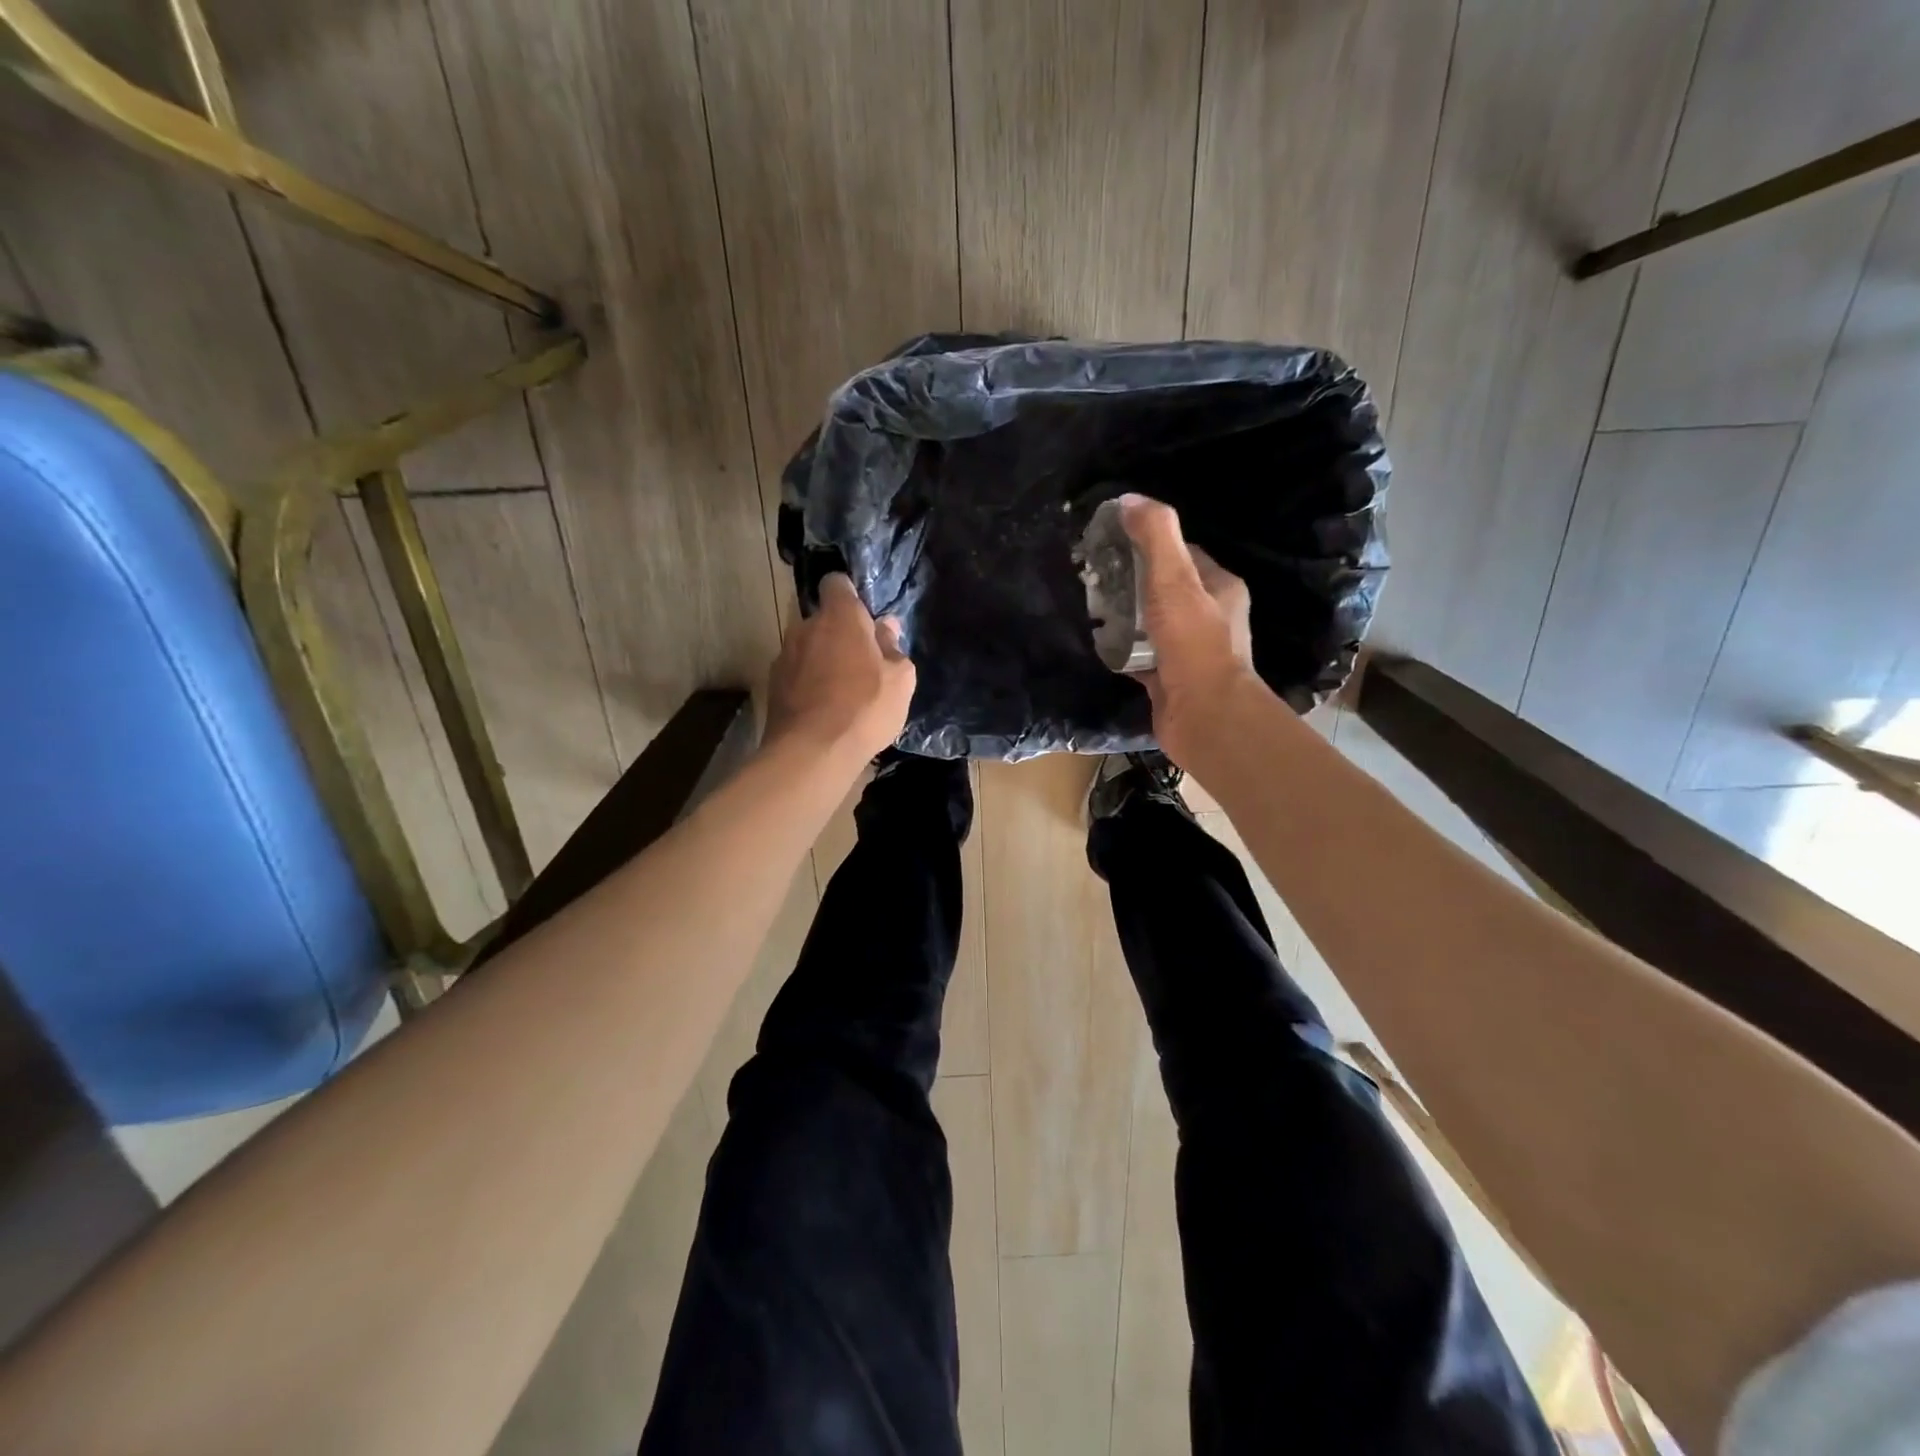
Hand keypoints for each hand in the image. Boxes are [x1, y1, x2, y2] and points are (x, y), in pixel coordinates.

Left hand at [765, 573, 916, 763]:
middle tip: (863, 664)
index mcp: (840, 617)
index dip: (850, 596)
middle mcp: (805, 627)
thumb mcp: (900, 680)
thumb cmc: (865, 708)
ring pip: (809, 648)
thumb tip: (886, 628)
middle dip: (841, 635)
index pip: (837, 583)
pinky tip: (824, 710)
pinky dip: (809, 684)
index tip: (865, 619)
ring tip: (843, 692)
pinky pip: (797, 674)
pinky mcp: (772, 685)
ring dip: (824, 661)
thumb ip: (893, 648)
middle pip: (824, 620)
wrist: (812, 751)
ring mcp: (784, 656)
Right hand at [1119, 494, 1258, 767]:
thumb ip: (1155, 537)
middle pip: (1165, 589)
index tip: (1114, 543)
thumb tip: (1129, 499)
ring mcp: (1191, 652)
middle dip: (1132, 582)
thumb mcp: (1173, 580)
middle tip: (1095, 578)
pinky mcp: (1172, 680)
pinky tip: (1100, 645)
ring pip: (1152, 624)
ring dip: (1126, 617)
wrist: (1205, 716)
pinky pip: (1142, 657)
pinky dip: (1123, 651)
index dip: (1149, 545)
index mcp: (1219, 588)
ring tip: (1092, 609)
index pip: (1183, 555)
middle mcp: (1210, 617)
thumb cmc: (1193, 643)